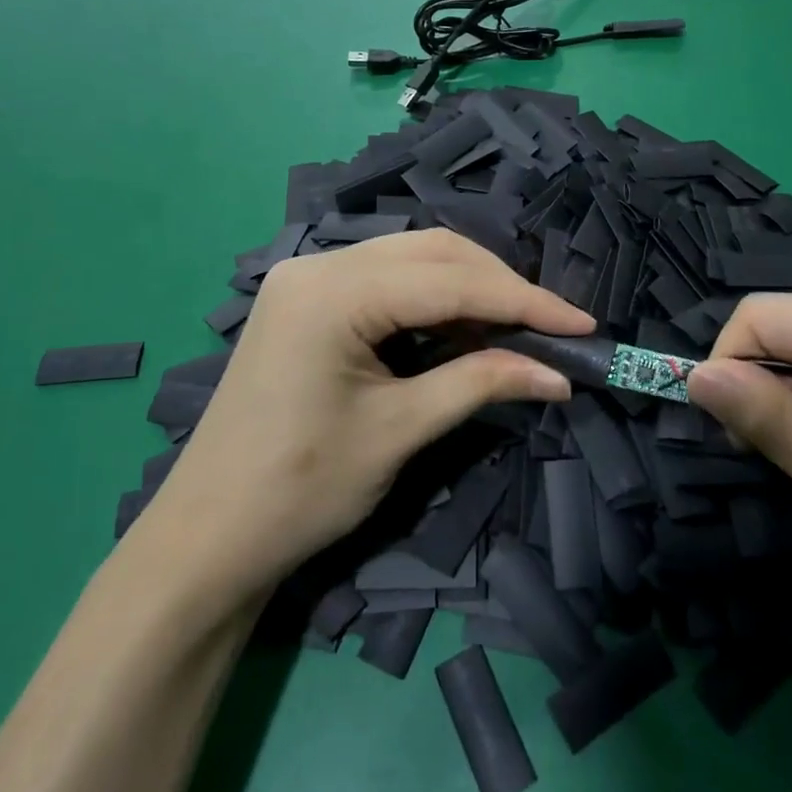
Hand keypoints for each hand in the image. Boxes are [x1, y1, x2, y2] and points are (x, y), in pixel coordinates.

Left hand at [143, 230, 593, 600]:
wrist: (208, 538)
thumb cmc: (300, 490)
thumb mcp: (399, 431)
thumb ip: (480, 383)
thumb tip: (558, 373)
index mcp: (332, 291)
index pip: (450, 281)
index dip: (524, 301)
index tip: (582, 323)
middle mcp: (317, 265)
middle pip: (431, 253)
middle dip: (498, 285)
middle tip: (551, 326)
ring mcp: (306, 279)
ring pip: (410, 262)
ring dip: (468, 288)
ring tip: (518, 328)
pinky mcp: (306, 301)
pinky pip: (384, 282)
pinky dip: (432, 300)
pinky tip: (463, 327)